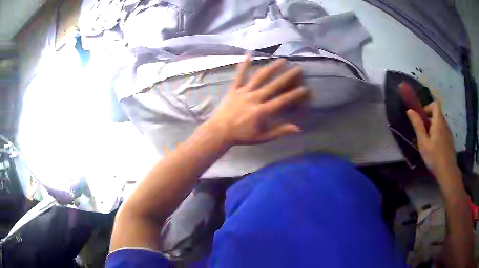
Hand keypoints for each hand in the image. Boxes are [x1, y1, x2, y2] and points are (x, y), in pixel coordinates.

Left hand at [208, 54, 307, 146]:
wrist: (220, 131)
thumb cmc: (242, 136)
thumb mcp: (262, 137)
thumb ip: (279, 132)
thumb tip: (297, 128)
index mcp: (262, 111)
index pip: (282, 101)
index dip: (294, 95)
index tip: (305, 89)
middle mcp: (254, 98)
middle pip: (273, 85)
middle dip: (287, 77)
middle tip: (298, 69)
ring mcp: (244, 92)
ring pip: (259, 77)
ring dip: (271, 67)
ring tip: (281, 60)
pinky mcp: (234, 89)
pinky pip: (239, 75)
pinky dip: (244, 65)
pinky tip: (249, 54)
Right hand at [407, 101, 460, 184]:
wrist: (447, 172)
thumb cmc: (434, 156)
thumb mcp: (423, 142)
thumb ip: (417, 125)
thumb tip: (410, 110)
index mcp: (438, 122)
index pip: (435, 104)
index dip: (428, 107)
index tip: (422, 118)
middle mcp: (445, 124)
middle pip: (437, 114)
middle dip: (429, 119)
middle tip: (423, 132)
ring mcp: (449, 132)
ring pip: (440, 123)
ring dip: (433, 127)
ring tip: (428, 141)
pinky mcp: (450, 140)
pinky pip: (443, 131)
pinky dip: (438, 134)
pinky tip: (435, 148)